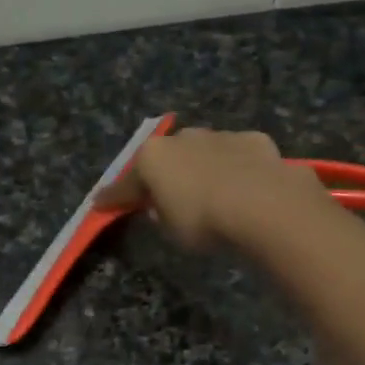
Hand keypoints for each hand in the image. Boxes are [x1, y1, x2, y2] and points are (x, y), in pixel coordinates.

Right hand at [93, 126, 325, 250]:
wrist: (264, 206)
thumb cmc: (203, 221)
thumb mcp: (169, 229)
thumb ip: (159, 213)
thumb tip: (160, 206)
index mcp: (153, 156)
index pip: (126, 182)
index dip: (113, 197)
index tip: (100, 205)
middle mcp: (184, 137)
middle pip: (167, 157)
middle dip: (164, 173)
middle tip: (165, 195)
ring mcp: (221, 135)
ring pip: (204, 151)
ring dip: (202, 167)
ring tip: (210, 190)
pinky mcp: (256, 141)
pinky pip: (238, 156)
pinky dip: (236, 169)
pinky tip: (244, 186)